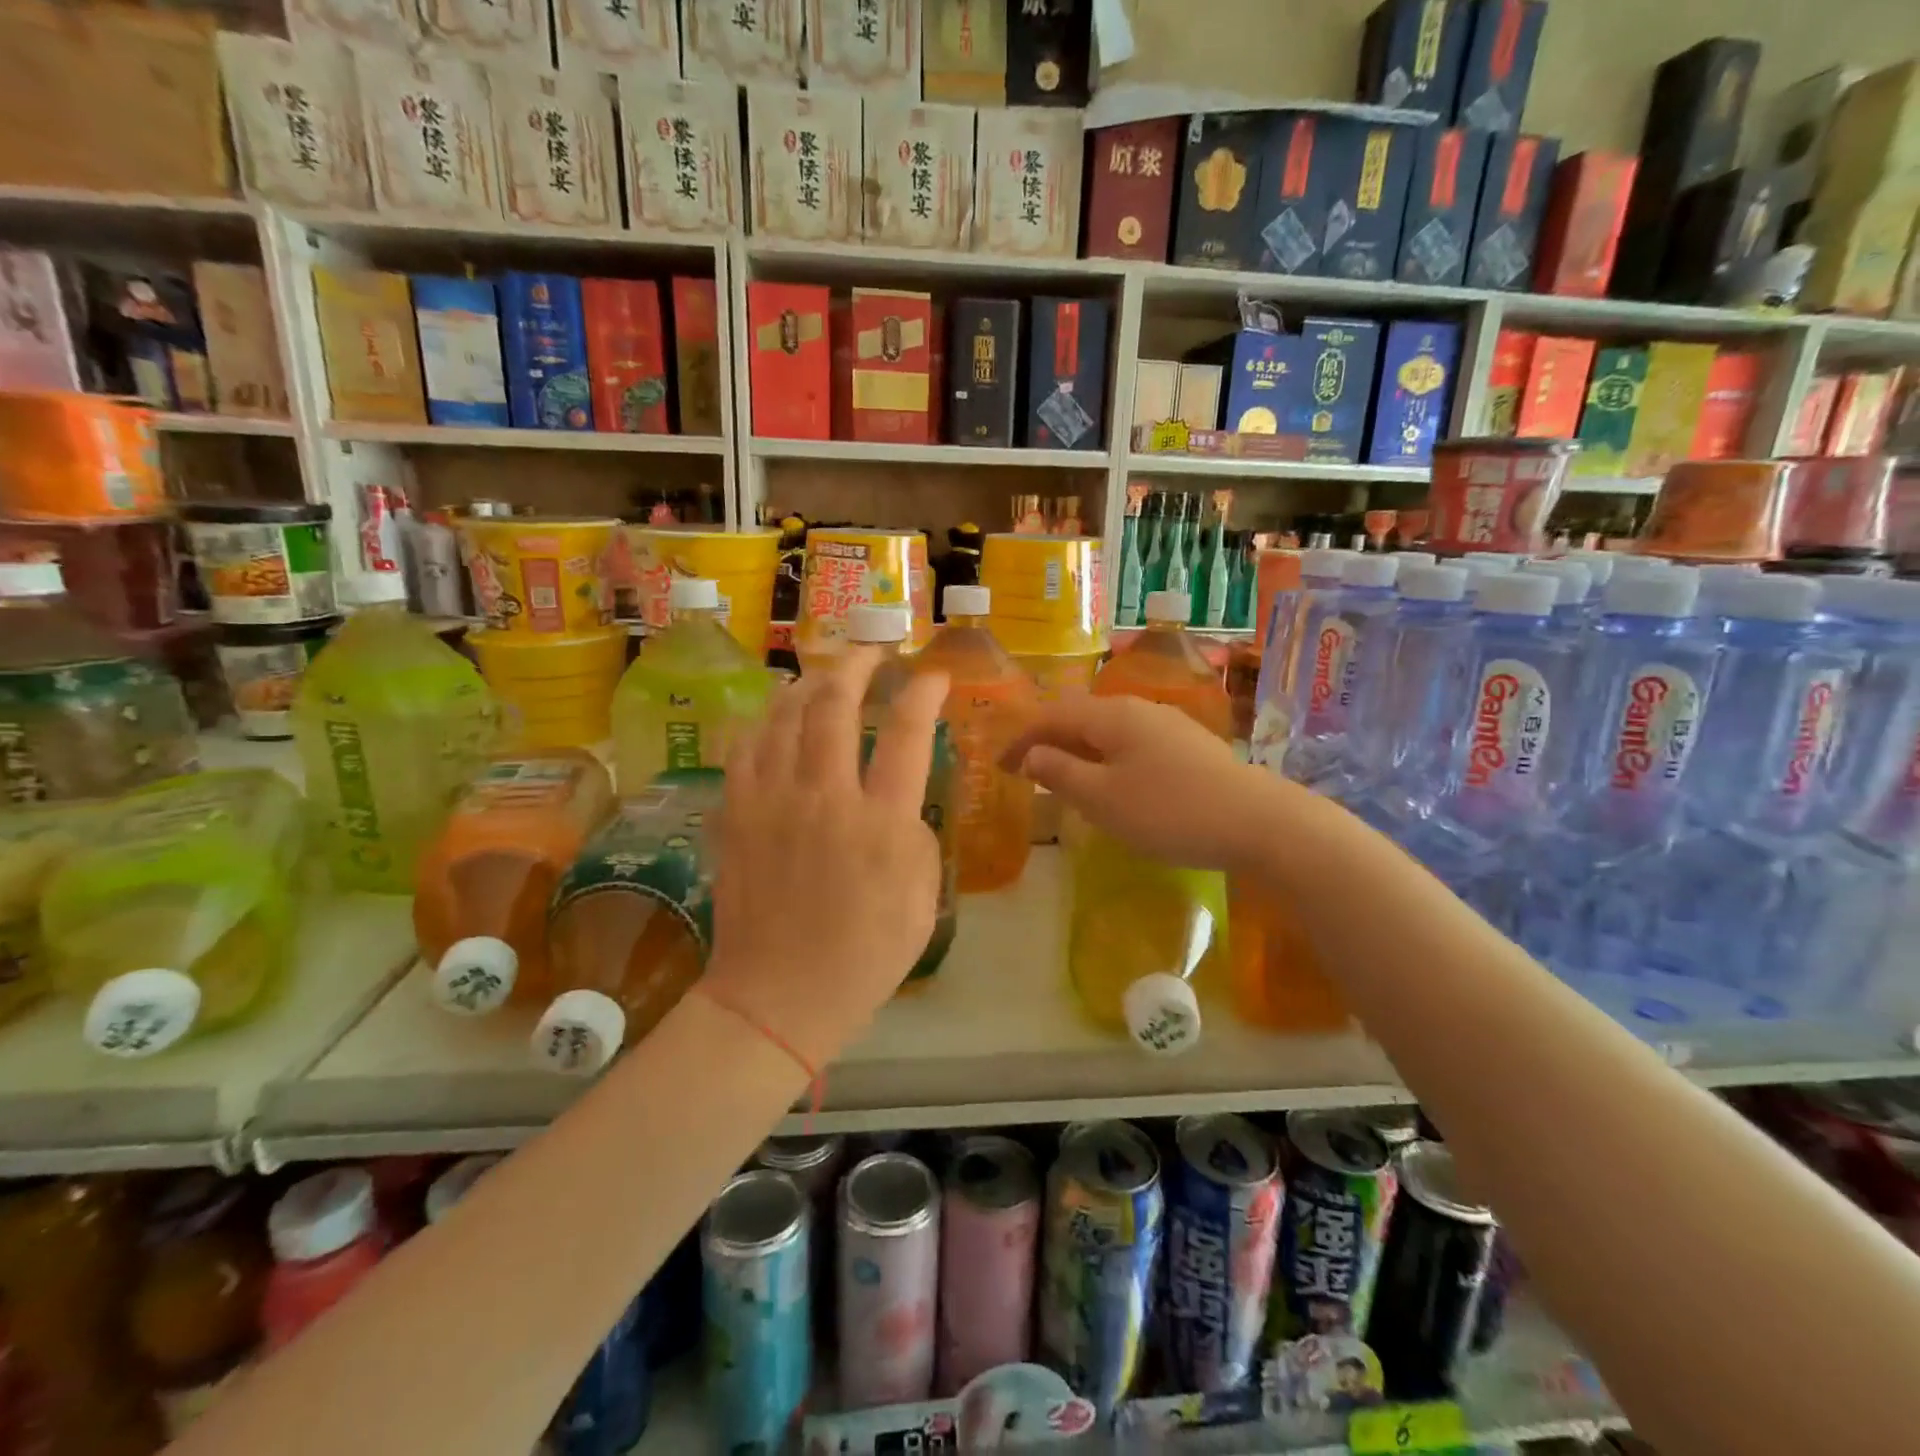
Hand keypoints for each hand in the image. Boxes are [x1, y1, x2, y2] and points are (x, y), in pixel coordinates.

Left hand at [706, 648, 948, 1069]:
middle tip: (872, 651)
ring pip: (784, 715)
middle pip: (834, 704)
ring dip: (808, 683)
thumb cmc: (864, 956)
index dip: (923, 692)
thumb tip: (897, 796)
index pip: (906, 732)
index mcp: (880, 822)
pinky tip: (776, 717)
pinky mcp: (735, 814)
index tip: (934, 675)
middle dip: (857, 664)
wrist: (778, 997)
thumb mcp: (922, 898)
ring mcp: (771, 802)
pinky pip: (745, 747)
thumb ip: (915, 833)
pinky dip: (765, 721)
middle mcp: (824, 798)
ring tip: (824, 674)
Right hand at [1002, 694, 1286, 870]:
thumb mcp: (1102, 798)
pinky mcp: (1188, 745)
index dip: (1020, 740)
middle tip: (1026, 771)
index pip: (1050, 717)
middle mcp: (1137, 708)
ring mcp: (1167, 724)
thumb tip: (1033, 754)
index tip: (998, 766)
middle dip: (1048, 741)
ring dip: (1078, 751)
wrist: (1256, 821)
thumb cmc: (1168, 811)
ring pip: (1107, 731)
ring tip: (1064, 778)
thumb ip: (1061, 772)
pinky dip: (1106, 758)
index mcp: (1111, 715)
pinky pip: (1131, 743)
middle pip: (1079, 717)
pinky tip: (1113, 783)